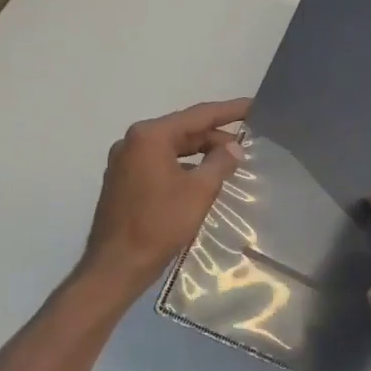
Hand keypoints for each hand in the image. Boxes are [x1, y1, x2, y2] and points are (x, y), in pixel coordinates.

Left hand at [80, 98, 249, 295]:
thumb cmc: (160, 224)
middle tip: (247, 144)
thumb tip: (234, 146)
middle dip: (215, 136)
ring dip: (200, 152)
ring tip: (230, 160)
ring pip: (171, 148)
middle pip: (183, 130)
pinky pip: (160, 163)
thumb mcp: (199, 191)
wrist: (117, 264)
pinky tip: (202, 178)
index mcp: (150, 136)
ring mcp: (125, 161)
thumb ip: (220, 162)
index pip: (198, 115)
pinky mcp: (123, 181)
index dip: (229, 111)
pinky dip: (183, 166)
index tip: (254, 106)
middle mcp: (133, 141)